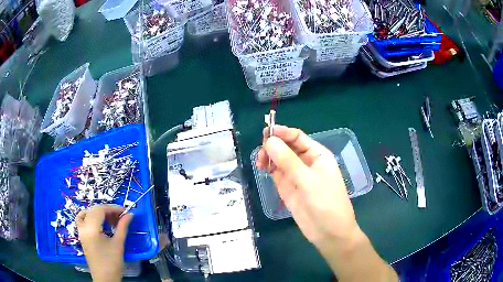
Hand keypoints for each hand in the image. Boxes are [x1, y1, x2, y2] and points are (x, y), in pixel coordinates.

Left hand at [76, 205, 133, 281]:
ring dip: (100, 214)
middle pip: (94, 210)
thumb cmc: (112, 263)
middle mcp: (83, 226)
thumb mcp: (118, 245)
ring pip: (88, 213)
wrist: (104, 278)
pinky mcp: (82, 235)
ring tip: (112, 221)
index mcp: (91, 228)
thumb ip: (122, 227)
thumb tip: (129, 215)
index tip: (125, 211)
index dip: (113, 208)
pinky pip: (82, 219)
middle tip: (121, 217)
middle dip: (108, 211)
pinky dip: (90, 217)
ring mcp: (81, 230)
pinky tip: (98, 222)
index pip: (100, 210)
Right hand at [256, 125, 359, 246]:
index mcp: (317, 155)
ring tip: (260, 162)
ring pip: (279, 160)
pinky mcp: (289, 188)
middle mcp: (307, 162)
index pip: (297, 137)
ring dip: (269, 157)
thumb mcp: (308, 180)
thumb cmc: (326, 203)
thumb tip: (269, 140)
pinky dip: (269, 169)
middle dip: (274, 145)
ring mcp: (297, 176)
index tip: (265, 131)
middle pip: (287, 147)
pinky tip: (262, 168)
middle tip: (261, 151)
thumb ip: (288, 161)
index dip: (282, 132)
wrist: (329, 233)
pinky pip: (277, 173)